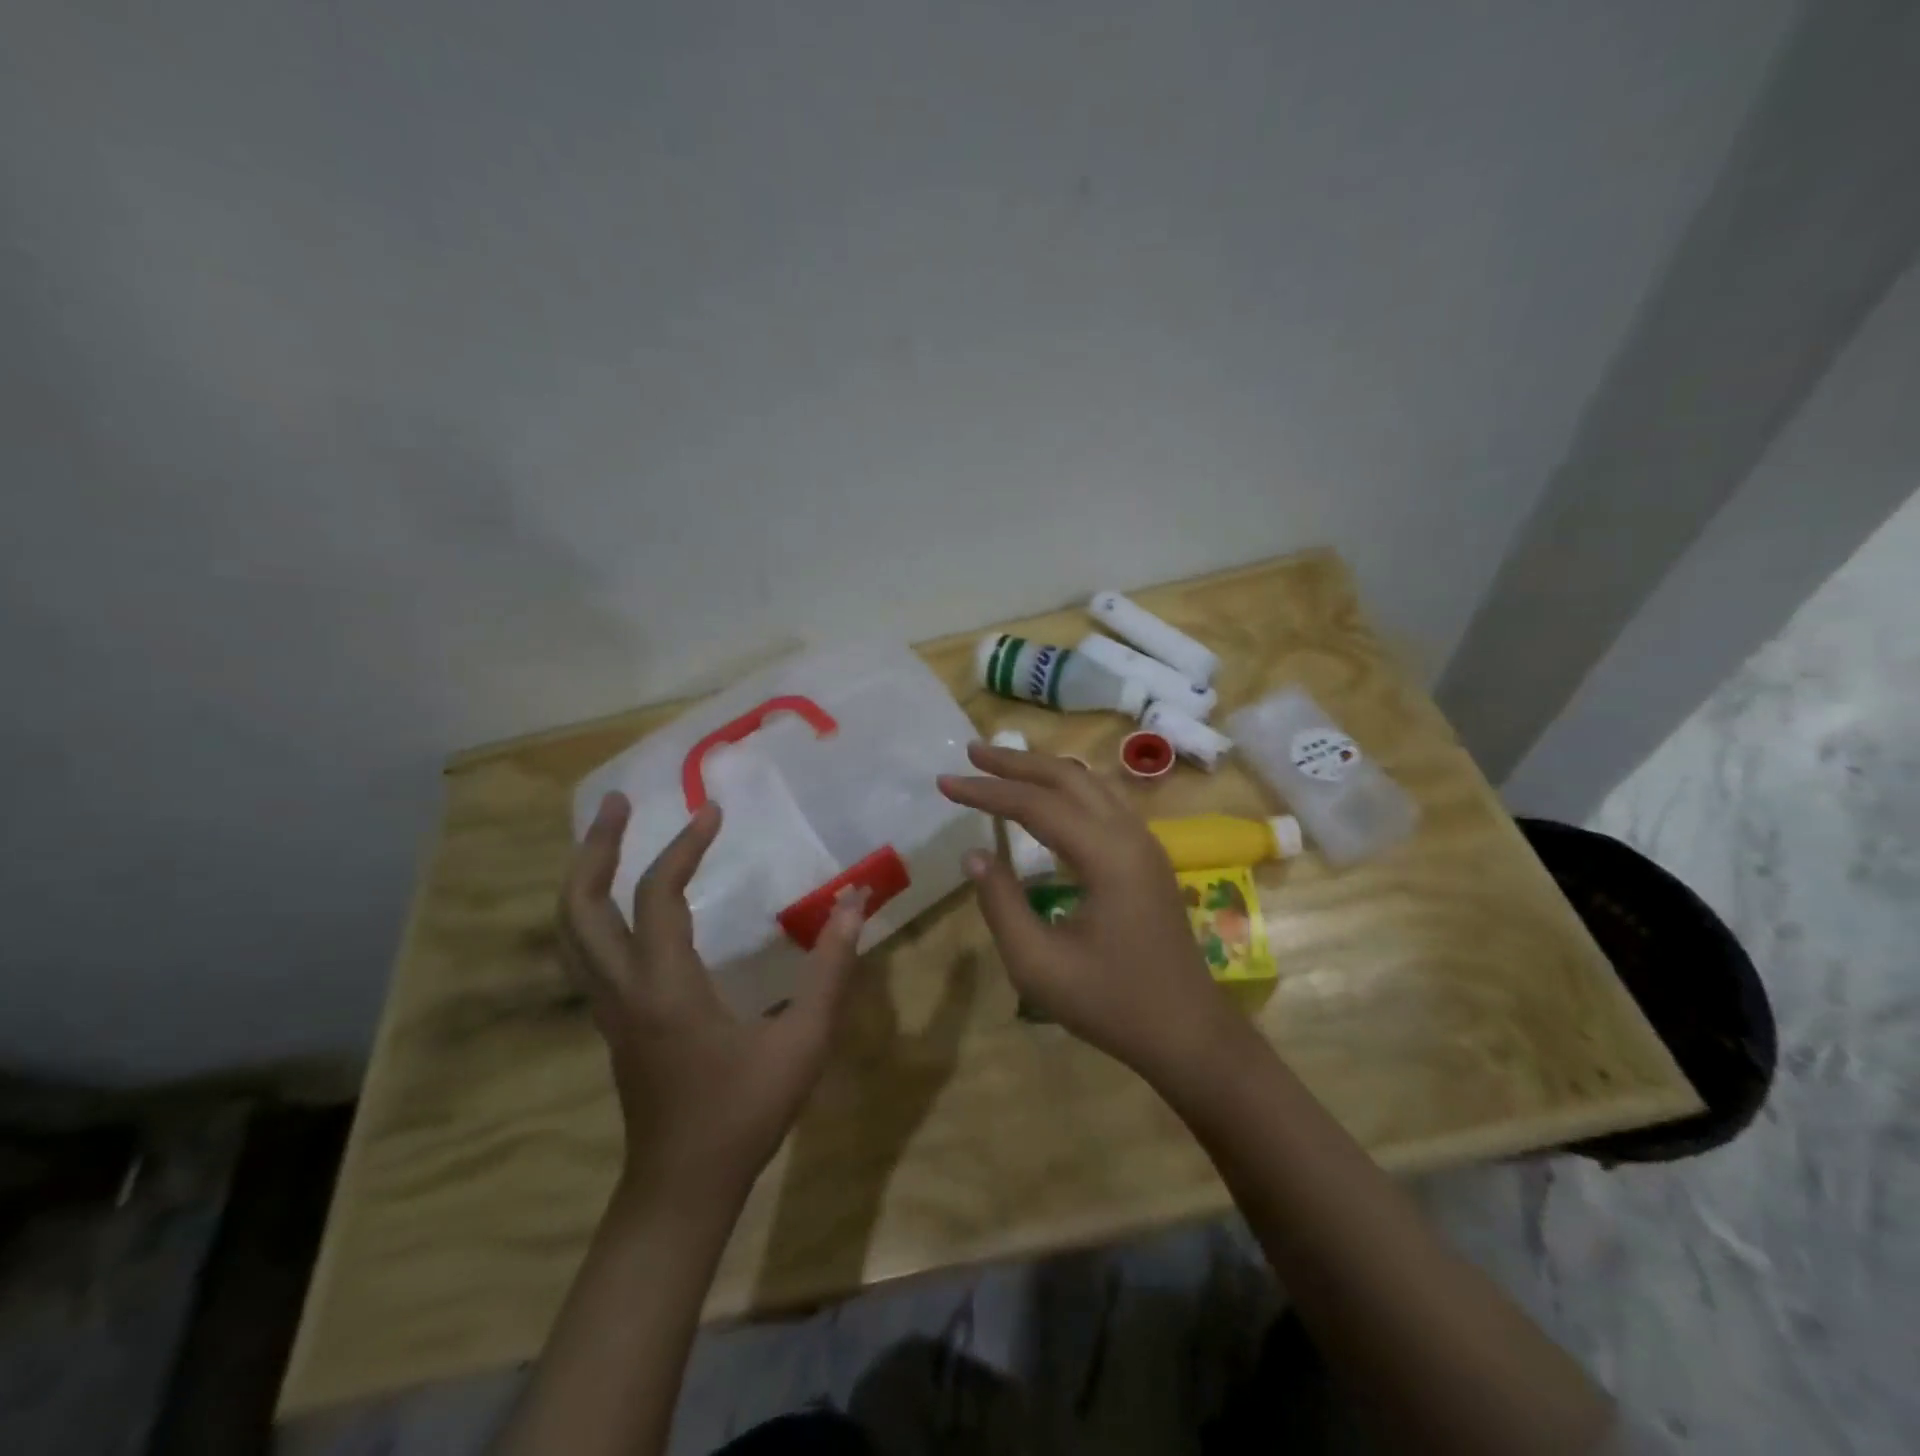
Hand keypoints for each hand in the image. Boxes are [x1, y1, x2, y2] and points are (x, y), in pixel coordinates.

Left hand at [559, 792, 866, 1216]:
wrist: (682, 1190)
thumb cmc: (744, 1115)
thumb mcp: (802, 1042)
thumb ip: (831, 968)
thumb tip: (855, 901)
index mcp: (665, 988)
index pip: (657, 896)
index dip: (683, 847)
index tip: (713, 812)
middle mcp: (623, 989)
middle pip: (578, 907)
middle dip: (593, 849)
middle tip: (618, 803)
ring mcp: (609, 1008)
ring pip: (571, 931)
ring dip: (585, 876)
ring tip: (611, 837)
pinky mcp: (612, 1022)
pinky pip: (586, 951)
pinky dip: (594, 910)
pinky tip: (625, 902)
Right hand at [938, 743, 1244, 1083]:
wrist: (1187, 1032)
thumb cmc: (1111, 1003)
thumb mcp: (1038, 965)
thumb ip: (1001, 904)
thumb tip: (974, 855)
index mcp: (1106, 855)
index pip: (1036, 804)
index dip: (987, 791)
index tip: (944, 782)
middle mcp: (1130, 834)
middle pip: (1067, 777)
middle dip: (1016, 762)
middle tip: (972, 752)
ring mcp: (1145, 843)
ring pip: (1089, 784)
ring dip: (1043, 770)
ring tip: (1002, 766)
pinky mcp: (1147, 856)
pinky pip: (1103, 802)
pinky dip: (1066, 789)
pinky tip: (1045, 800)